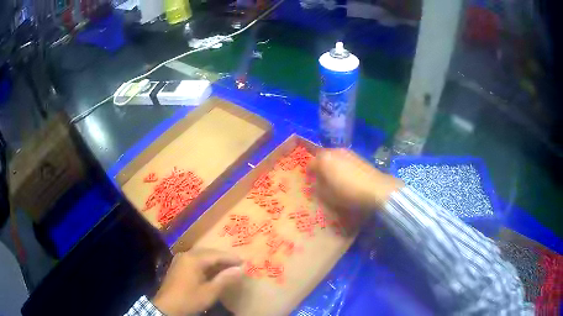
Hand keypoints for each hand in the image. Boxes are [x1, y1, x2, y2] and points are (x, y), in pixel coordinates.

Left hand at [152, 249, 242, 315]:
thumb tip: (240, 269)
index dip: (230, 258)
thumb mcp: (210, 292)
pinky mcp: (177, 266)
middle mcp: (186, 255)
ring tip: (227, 267)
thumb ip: (225, 279)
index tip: (243, 261)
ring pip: (201, 256)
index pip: (216, 255)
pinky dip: (206, 264)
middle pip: (208, 253)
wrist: (167, 307)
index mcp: (193, 259)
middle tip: (237, 263)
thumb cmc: (190, 299)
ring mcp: (180, 260)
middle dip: (223, 257)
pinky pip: (195, 260)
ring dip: (214, 260)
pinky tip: (212, 271)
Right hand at [308, 149, 403, 212]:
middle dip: (320, 166)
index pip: (310, 164)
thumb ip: (318, 188)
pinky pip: (344, 159)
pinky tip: (347, 176)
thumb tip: (316, 183)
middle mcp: (334, 151)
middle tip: (321, 179)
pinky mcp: (358, 156)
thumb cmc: (347, 193)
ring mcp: (347, 152)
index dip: (308, 173)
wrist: (375, 188)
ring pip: (334, 157)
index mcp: (323, 159)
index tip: (310, 181)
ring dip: (331, 165)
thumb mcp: (327, 195)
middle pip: (322, 157)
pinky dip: (342, 165)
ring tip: (334, 177)